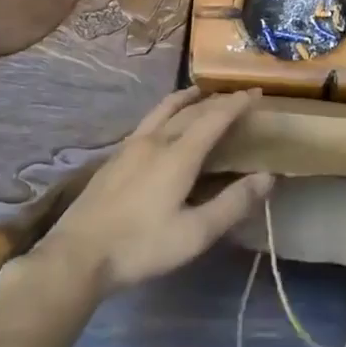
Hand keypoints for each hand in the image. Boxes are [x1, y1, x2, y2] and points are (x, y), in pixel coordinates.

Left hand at [23, 88, 273, 298]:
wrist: (78, 255)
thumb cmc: (142, 246)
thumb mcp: (195, 233)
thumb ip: (232, 203)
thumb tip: (267, 176)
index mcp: (179, 154)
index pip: (214, 117)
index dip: (237, 103)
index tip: (257, 92)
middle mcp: (156, 140)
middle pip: (191, 110)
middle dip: (217, 100)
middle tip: (237, 96)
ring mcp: (131, 145)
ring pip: (164, 109)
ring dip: (187, 98)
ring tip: (200, 93)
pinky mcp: (115, 156)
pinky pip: (149, 120)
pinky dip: (167, 110)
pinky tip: (164, 124)